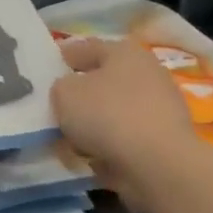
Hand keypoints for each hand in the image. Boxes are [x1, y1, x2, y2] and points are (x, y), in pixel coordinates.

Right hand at [51, 38, 209, 206]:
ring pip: (115, 111)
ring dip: (95, 122)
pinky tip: (91, 156)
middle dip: (82, 92)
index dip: (64, 56)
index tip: (47, 68)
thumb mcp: (65, 93)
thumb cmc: (108, 115)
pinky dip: (109, 145)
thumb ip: (60, 87)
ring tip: (70, 138)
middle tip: (58, 105)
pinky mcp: (165, 141)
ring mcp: (160, 108)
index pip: (87, 47)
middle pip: (105, 80)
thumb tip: (69, 92)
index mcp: (124, 52)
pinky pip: (126, 138)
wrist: (159, 165)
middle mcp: (147, 74)